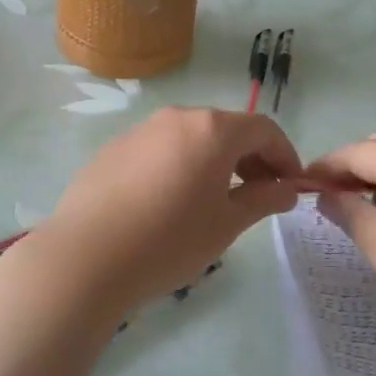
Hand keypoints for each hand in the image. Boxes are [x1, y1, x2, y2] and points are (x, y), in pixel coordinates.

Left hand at [28, 107, 301, 315]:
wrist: (85, 258)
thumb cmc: (168, 241)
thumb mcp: (226, 224)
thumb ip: (263, 200)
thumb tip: (286, 190)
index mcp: (212, 130)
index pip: (263, 129)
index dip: (284, 155)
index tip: (290, 186)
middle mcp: (178, 117)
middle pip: (227, 128)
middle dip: (251, 158)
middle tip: (259, 194)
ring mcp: (142, 130)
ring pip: (192, 137)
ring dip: (215, 161)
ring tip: (215, 200)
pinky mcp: (114, 148)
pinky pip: (161, 149)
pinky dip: (180, 165)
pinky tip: (170, 202)